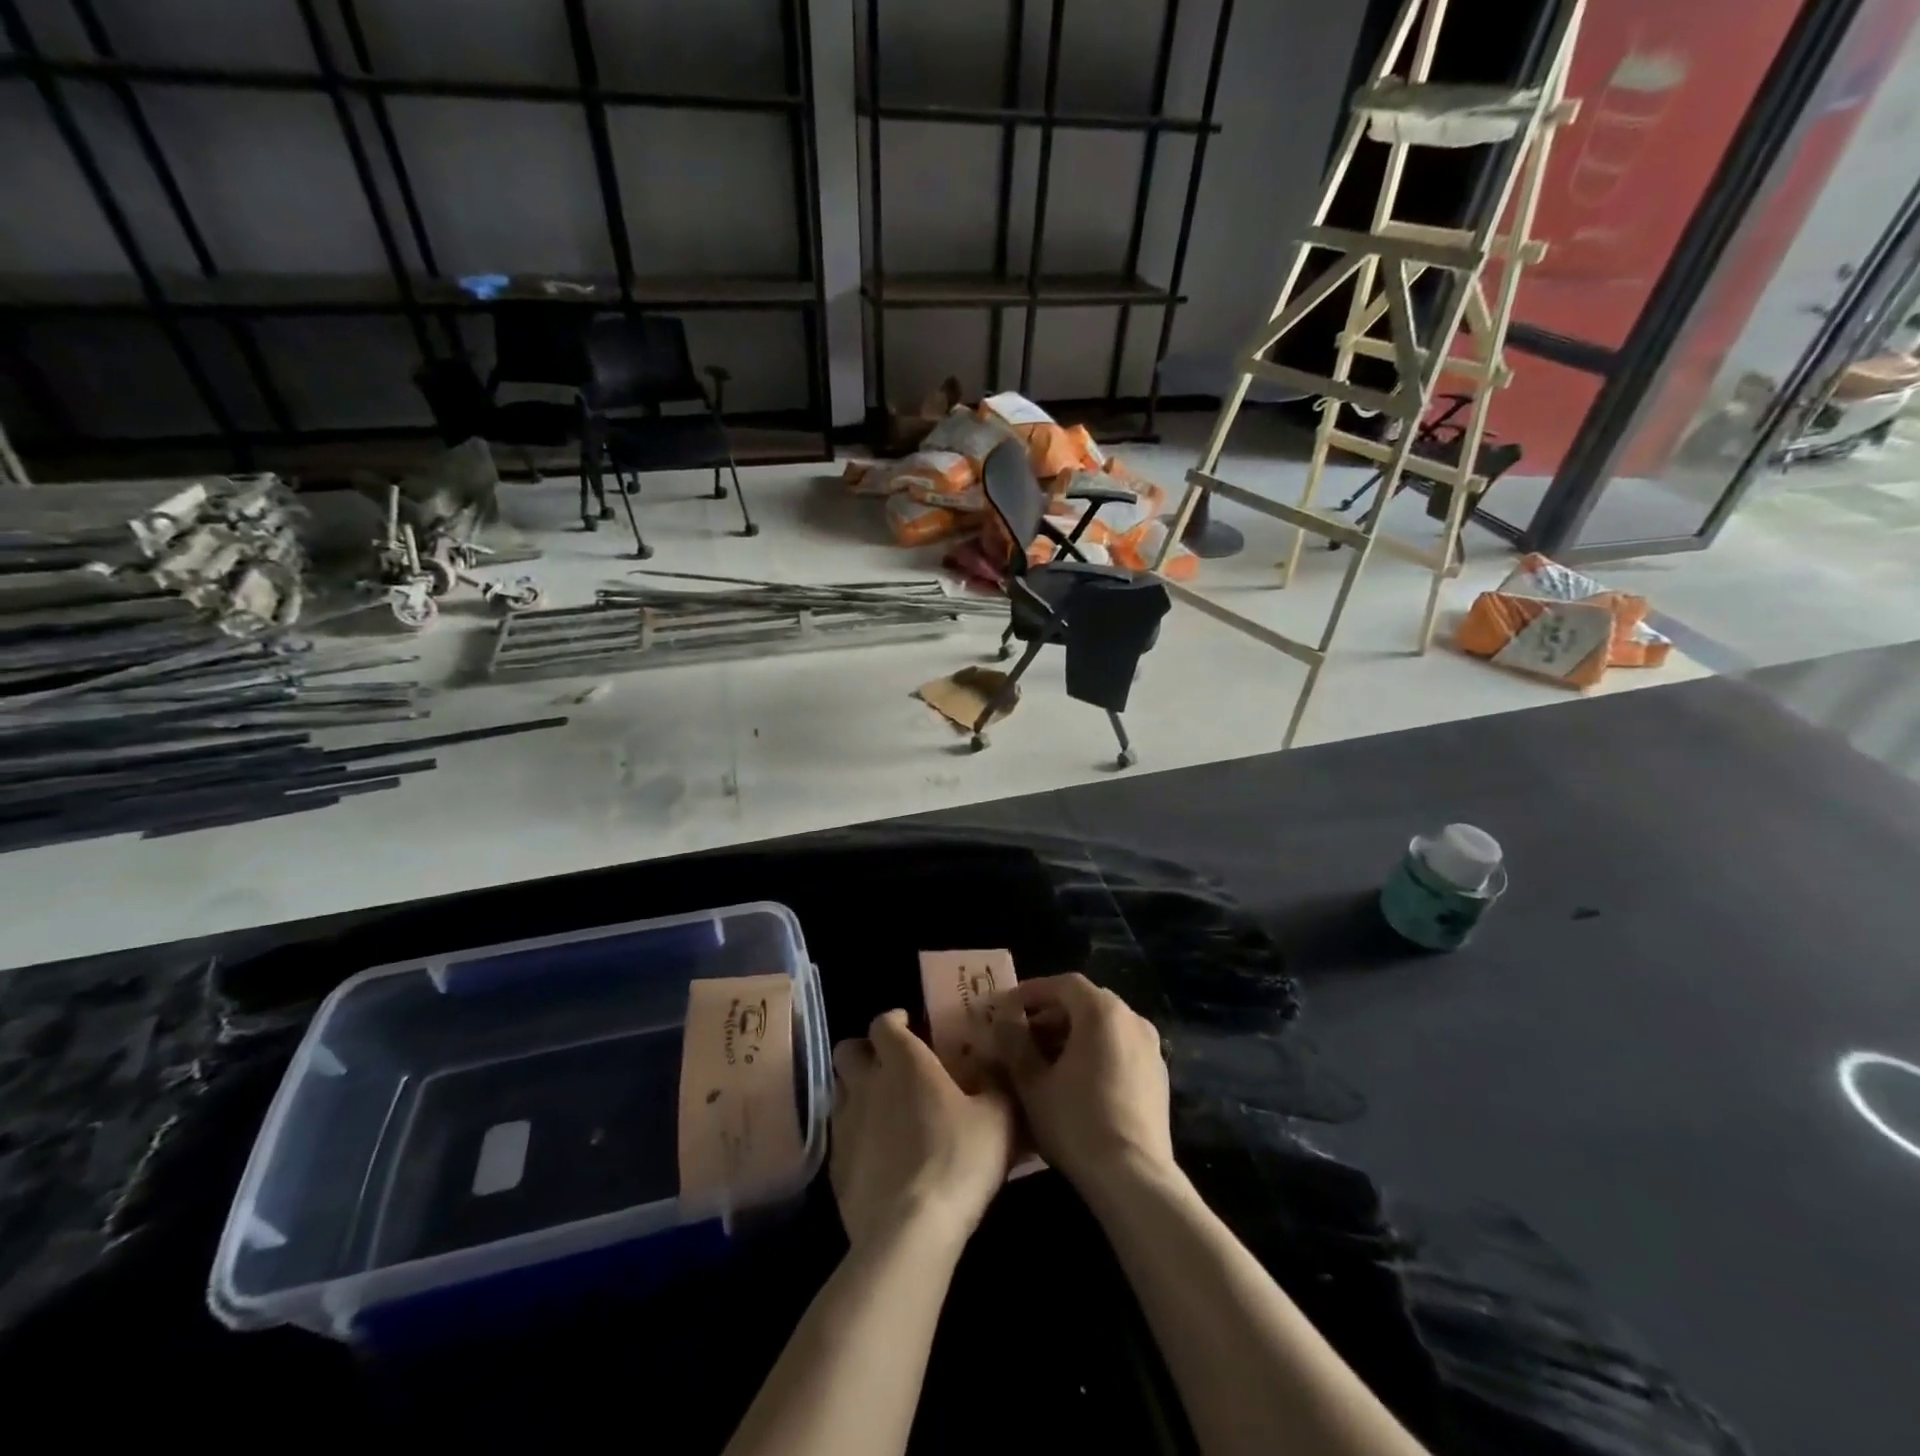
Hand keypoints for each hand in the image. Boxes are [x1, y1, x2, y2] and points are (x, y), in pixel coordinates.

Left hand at [830, 1010, 1016, 1252]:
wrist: (909, 1231)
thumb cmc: (958, 1160)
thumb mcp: (998, 1117)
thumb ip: (995, 1084)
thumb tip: (993, 1066)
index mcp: (903, 1061)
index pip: (883, 1023)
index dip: (894, 1020)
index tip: (909, 1025)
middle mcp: (866, 1083)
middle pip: (848, 1051)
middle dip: (865, 1051)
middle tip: (889, 1065)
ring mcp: (845, 1125)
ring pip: (839, 1091)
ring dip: (856, 1092)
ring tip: (882, 1109)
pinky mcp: (835, 1167)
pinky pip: (840, 1136)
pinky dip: (855, 1135)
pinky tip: (877, 1155)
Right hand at [991, 973, 1173, 1195]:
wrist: (1133, 1178)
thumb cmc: (1076, 1122)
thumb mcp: (1032, 1083)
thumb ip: (1015, 1043)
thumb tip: (1004, 1020)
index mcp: (1102, 1011)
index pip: (1063, 984)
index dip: (1032, 992)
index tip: (1006, 1007)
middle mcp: (1132, 1019)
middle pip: (1085, 1003)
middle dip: (1050, 1014)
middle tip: (1021, 1034)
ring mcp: (1150, 1047)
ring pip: (1104, 1027)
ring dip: (1072, 1034)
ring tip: (1044, 1060)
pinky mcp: (1158, 1076)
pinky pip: (1120, 1049)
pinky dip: (1095, 1052)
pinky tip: (1075, 1081)